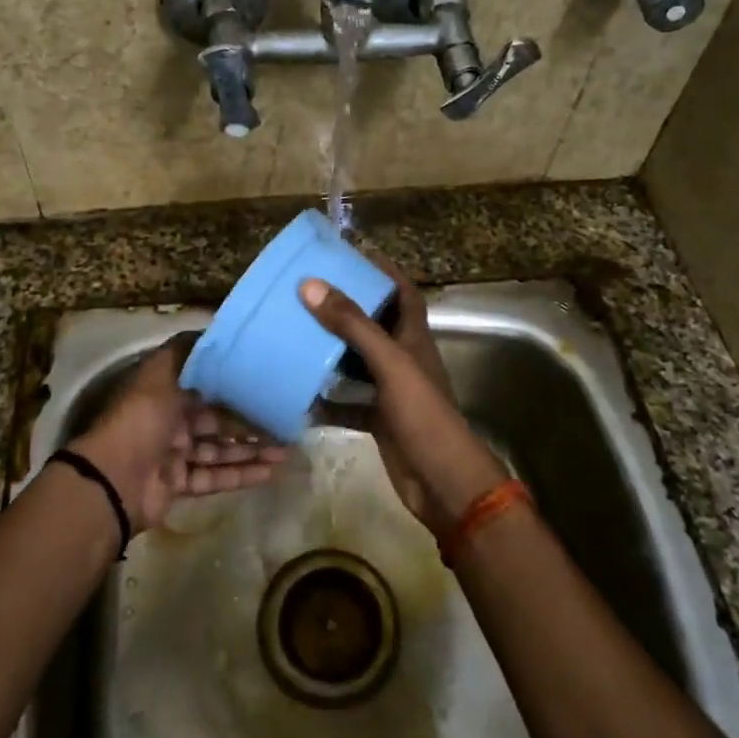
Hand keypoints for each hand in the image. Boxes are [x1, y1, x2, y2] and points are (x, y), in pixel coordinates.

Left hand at [69, 334, 287, 533]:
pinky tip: (270, 472)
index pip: (208, 384)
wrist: (113, 480)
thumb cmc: (141, 419)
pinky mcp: (178, 484)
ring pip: (220, 448)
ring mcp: (174, 453)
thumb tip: (214, 330)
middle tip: (286, 421)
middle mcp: (170, 418)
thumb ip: (188, 352)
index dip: (237, 384)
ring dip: (252, 449)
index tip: (269, 381)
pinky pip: (214, 476)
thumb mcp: (162, 373)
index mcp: (165, 389)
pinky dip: (241, 474)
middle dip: (251, 420)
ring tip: (286, 450)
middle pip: (218, 418)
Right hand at [300, 270, 508, 537]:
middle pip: (376, 324)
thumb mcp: (389, 363)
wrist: (441, 481)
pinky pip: (348, 403)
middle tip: (310, 293)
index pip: (403, 292)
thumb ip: (352, 325)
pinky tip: (300, 396)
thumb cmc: (421, 413)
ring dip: (332, 351)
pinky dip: (327, 400)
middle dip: (347, 308)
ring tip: (297, 333)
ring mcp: (392, 391)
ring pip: (358, 363)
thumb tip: (310, 285)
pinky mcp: (379, 419)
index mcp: (414, 338)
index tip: (353, 255)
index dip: (384, 271)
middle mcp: (404, 359)